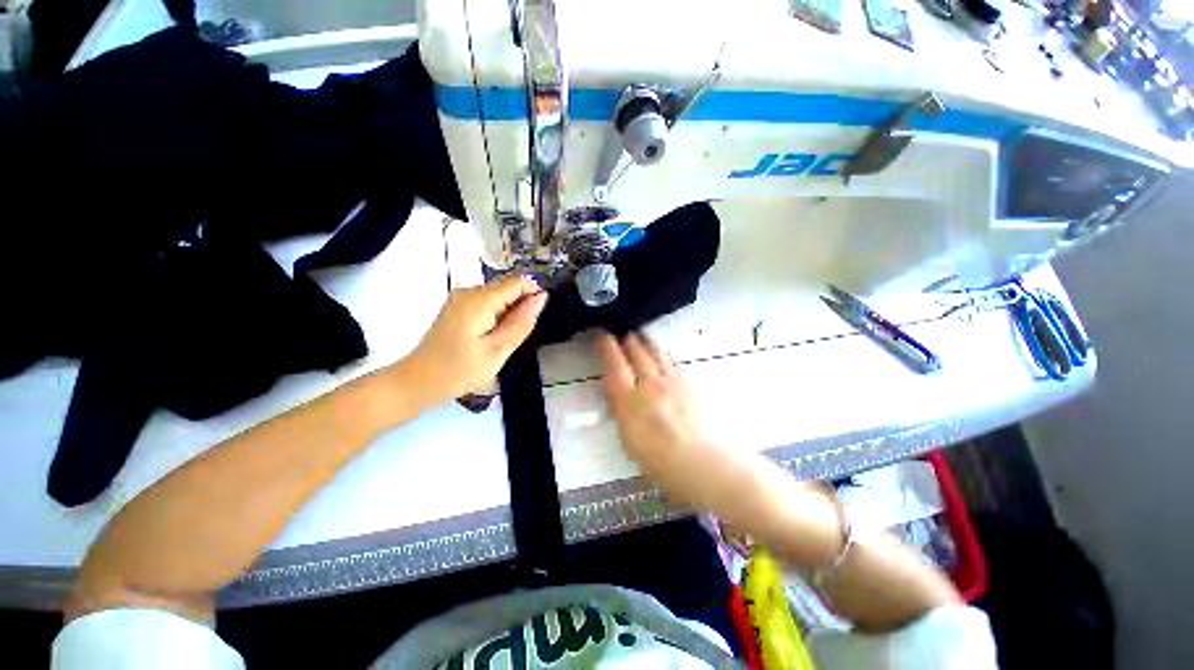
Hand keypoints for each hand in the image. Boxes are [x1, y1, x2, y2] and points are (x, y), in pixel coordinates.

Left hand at [403, 275, 546, 408]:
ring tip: (498, 342)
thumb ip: (521, 322)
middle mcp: (468, 291)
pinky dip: (494, 318)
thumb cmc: (460, 370)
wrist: (418, 381)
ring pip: (498, 298)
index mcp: (480, 299)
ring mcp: (460, 298)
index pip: (517, 282)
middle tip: (511, 339)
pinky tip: (487, 338)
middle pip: (507, 289)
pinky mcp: (457, 307)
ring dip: (507, 316)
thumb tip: (541, 297)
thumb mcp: (498, 350)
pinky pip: (486, 304)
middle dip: (518, 309)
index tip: (534, 319)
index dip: (533, 295)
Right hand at [596, 332, 743, 509]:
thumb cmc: (669, 468)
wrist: (715, 467)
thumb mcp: (633, 445)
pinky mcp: (692, 383)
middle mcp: (651, 384)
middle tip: (621, 332)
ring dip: (645, 341)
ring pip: (656, 351)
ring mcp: (674, 381)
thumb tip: (619, 396)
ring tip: (639, 335)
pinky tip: (662, 355)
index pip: (614, 365)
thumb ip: (623, 414)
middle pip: (636, 351)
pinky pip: (672, 361)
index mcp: (631, 402)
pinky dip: (662, 354)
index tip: (602, 335)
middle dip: (627, 339)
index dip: (606, 346)